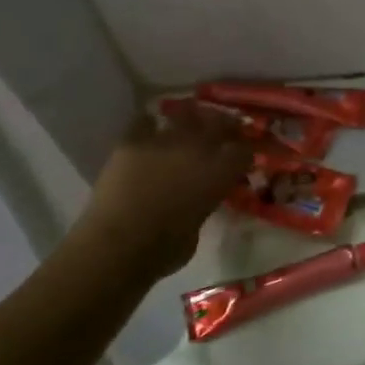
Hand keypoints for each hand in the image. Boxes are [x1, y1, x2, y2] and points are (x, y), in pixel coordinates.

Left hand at [73, 108, 251, 279]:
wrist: (119, 245)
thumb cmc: (166, 249)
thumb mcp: (200, 226)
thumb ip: (205, 203)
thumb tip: (201, 197)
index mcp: (220, 173)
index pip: (244, 151)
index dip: (245, 151)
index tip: (243, 157)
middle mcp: (198, 149)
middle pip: (219, 123)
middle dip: (224, 124)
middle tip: (223, 128)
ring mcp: (164, 141)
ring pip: (185, 114)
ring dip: (190, 117)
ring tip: (190, 120)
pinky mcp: (132, 142)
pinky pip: (144, 122)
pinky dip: (149, 125)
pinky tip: (151, 129)